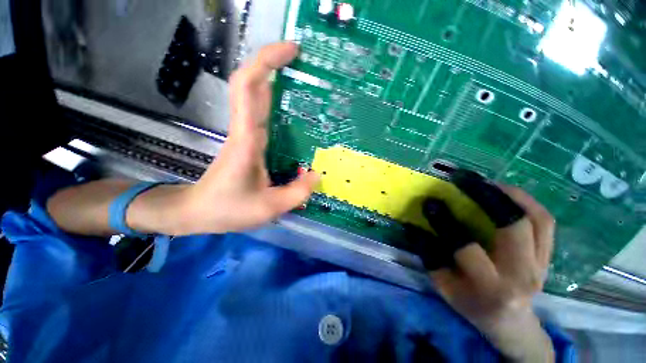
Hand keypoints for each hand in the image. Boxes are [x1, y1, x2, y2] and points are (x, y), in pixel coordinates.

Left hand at [176, 43, 318, 234]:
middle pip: (251, 83)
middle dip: (273, 63)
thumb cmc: (228, 209)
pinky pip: (262, 116)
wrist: (198, 211)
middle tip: (303, 60)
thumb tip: (317, 174)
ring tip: (305, 81)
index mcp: (247, 140)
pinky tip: (295, 112)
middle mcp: (244, 131)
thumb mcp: (268, 208)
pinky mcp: (248, 143)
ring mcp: (245, 135)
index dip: (268, 62)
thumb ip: (297, 193)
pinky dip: (276, 104)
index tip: (293, 50)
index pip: (250, 88)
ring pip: (256, 97)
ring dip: (276, 81)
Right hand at [428, 186, 555, 361]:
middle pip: (513, 226)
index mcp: (491, 288)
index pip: (466, 249)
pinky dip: (525, 201)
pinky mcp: (549, 256)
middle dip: (485, 196)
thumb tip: (417, 226)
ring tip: (484, 181)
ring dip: (509, 193)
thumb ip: (431, 257)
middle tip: (463, 179)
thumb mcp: (445, 287)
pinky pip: (545, 221)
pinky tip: (505, 192)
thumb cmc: (472, 305)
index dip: (445, 222)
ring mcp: (542, 264)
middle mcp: (522, 275)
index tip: (430, 202)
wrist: (510, 321)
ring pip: (537, 218)